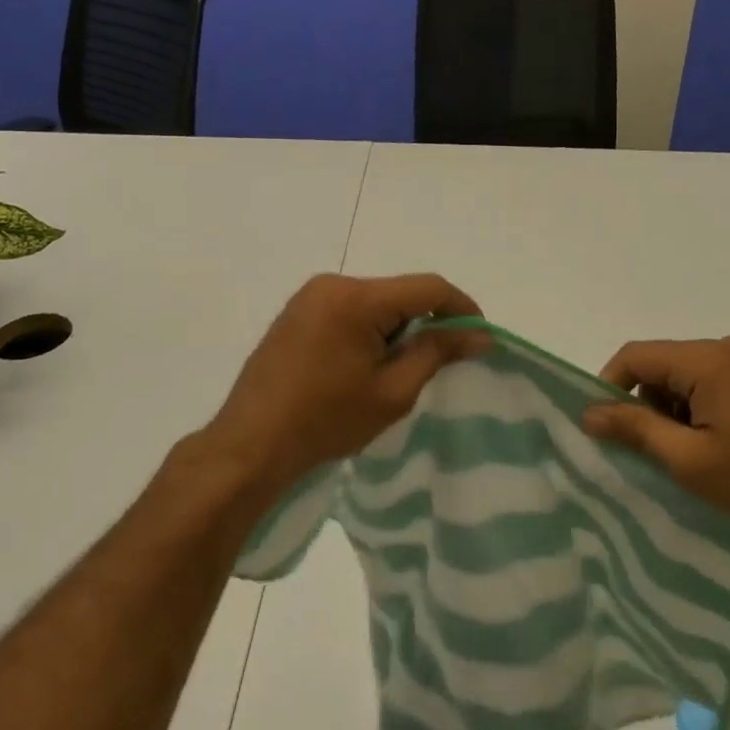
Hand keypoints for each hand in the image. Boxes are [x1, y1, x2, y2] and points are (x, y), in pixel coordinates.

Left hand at [198, 273, 483, 503]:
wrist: (249, 445)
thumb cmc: (325, 421)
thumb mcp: (392, 392)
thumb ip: (437, 353)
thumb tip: (478, 335)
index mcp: (356, 298)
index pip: (428, 287)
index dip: (462, 308)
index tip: (480, 338)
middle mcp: (332, 284)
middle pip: (400, 292)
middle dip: (427, 321)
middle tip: (440, 363)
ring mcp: (309, 296)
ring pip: (375, 301)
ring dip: (397, 327)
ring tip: (399, 371)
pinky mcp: (296, 312)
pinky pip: (349, 309)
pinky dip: (370, 329)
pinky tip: (366, 366)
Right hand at [582, 336, 729, 529]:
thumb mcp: (688, 459)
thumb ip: (635, 429)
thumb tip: (588, 412)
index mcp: (705, 359)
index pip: (635, 356)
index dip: (609, 387)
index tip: (604, 428)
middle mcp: (723, 348)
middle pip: (659, 365)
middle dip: (644, 404)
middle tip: (651, 451)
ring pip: (682, 376)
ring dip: (671, 410)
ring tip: (686, 455)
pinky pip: (707, 383)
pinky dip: (695, 409)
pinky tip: (712, 446)